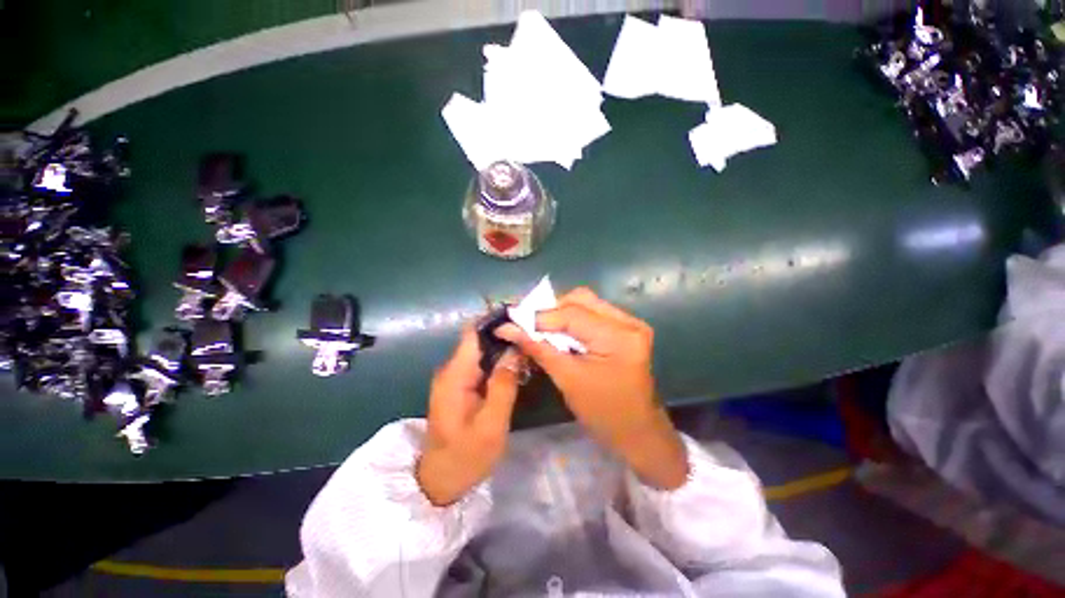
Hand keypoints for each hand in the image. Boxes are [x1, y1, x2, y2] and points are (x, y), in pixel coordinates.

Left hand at [416, 327, 520, 505]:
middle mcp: (452, 369)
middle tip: (533, 335)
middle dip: (505, 333)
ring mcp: (456, 377)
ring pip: (482, 351)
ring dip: (504, 347)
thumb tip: (515, 350)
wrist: (440, 481)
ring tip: (530, 347)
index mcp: (455, 375)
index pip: (472, 332)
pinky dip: (499, 361)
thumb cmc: (466, 457)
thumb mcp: (491, 425)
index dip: (494, 320)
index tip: (520, 317)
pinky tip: (518, 365)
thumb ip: (503, 385)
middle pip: (479, 339)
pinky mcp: (461, 385)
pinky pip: (482, 364)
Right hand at [497, 289, 687, 489]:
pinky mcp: (627, 328)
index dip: (539, 316)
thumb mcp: (567, 379)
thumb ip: (538, 348)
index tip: (512, 320)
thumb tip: (508, 328)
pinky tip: (559, 331)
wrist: (637, 431)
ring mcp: (631, 323)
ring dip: (561, 312)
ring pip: (587, 303)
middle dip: (551, 309)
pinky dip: (573, 319)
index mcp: (619, 337)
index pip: (572, 314)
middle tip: (528, 323)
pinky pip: (594, 312)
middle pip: (581, 299)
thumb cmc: (603, 413)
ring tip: (541, 327)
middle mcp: (629, 322)